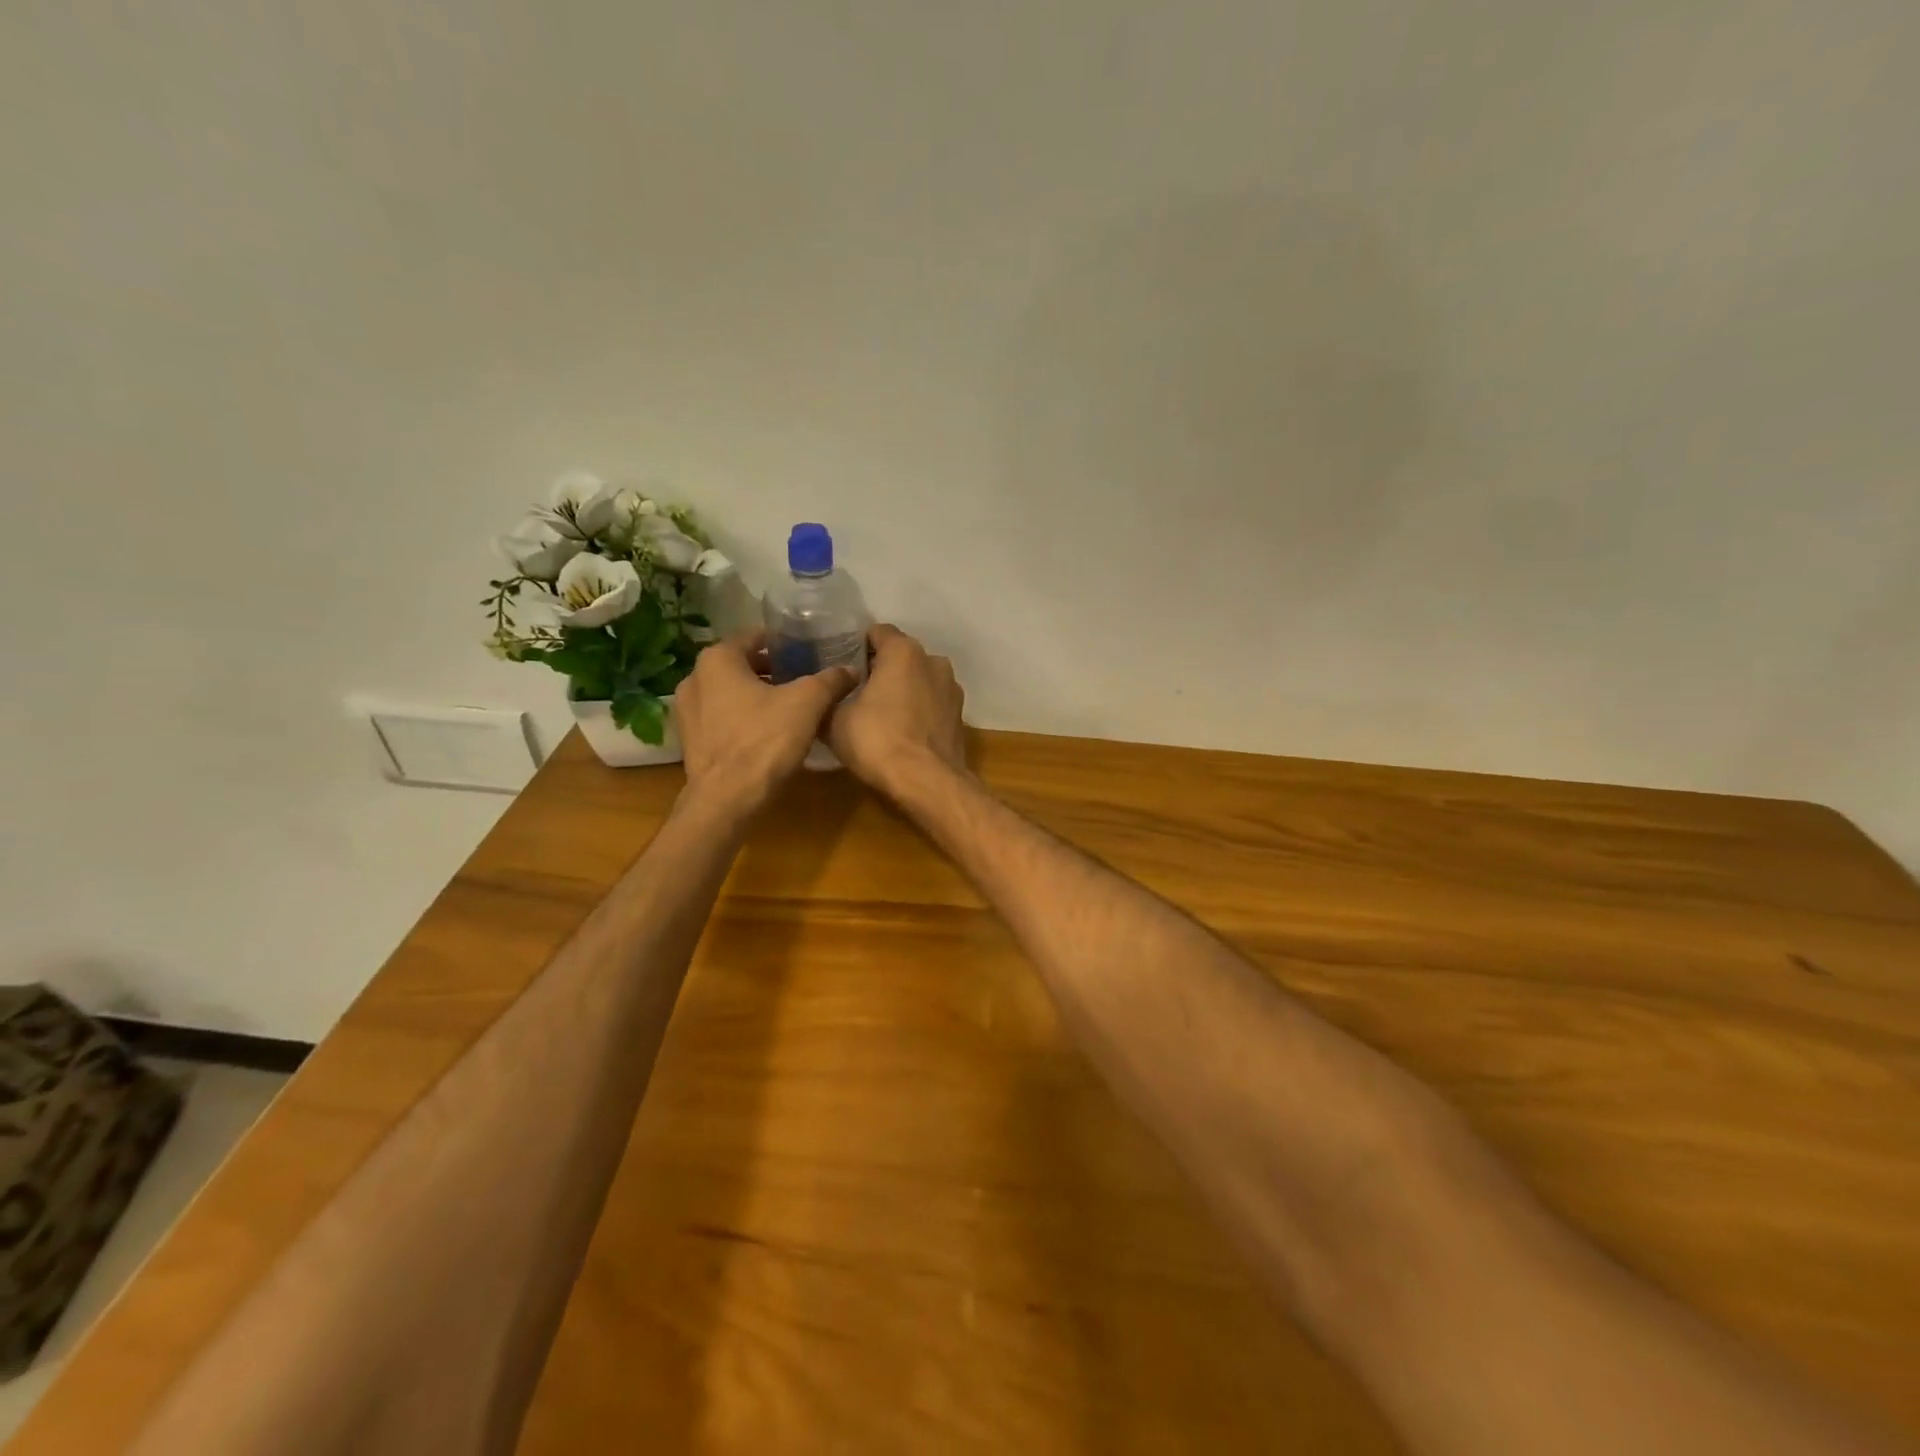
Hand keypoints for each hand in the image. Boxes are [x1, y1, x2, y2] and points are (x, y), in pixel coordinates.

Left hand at [673, 631, 855, 819]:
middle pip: (741, 665)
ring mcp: (687, 711)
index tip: (807, 651)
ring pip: (730, 692)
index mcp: (718, 659)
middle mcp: (695, 677)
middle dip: (771, 670)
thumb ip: (830, 680)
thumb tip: (850, 669)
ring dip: (756, 695)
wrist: (727, 800)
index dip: (783, 642)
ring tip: (789, 706)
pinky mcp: (690, 740)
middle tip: (802, 679)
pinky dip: (742, 718)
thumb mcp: (808, 704)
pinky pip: (721, 718)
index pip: (754, 637)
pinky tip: (767, 732)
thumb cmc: (764, 740)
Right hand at [828, 624, 966, 795]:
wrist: (927, 782)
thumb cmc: (878, 741)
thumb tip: (824, 698)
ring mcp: (952, 689)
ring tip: (881, 714)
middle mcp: (933, 661)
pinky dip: (919, 711)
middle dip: (881, 669)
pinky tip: (903, 732)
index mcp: (903, 652)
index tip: (842, 665)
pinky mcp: (960, 716)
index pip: (878, 632)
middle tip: (856, 691)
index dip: (857, 646)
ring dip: (903, 690)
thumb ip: (829, 700)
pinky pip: (933, 703)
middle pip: (901, 656)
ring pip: (920, 680)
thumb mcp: (835, 721)